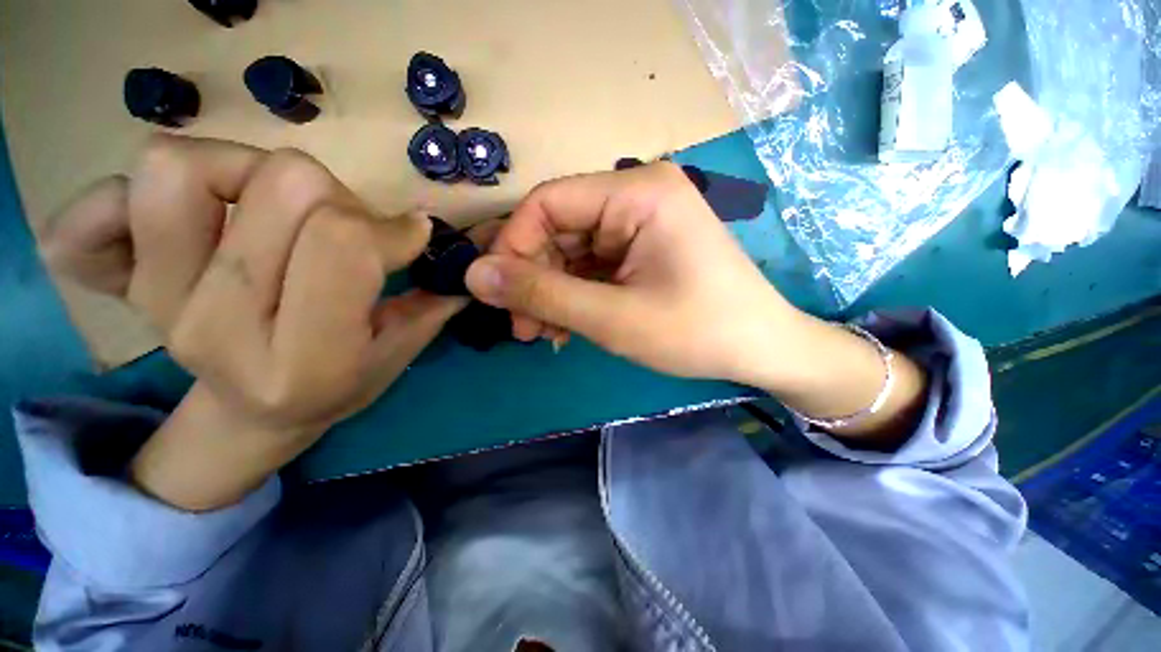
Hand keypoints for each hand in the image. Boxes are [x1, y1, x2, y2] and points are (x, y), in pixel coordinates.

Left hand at [44, 135, 464, 508]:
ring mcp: (157, 305)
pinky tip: (176, 224)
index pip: (342, 244)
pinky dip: (117, 202)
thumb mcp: (401, 353)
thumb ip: (433, 300)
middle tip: (345, 229)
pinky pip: (85, 217)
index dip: (388, 227)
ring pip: (179, 170)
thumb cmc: (341, 385)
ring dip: (243, 171)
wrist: (253, 418)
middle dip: (335, 199)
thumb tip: (456, 247)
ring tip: (269, 211)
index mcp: (307, 360)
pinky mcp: (120, 287)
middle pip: (280, 189)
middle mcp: (220, 330)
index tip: (408, 236)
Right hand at [467, 162, 927, 445]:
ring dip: (552, 292)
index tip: (499, 294)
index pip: (549, 202)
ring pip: (573, 251)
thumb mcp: (611, 318)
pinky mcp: (644, 246)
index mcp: (638, 191)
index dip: (514, 246)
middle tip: (522, 328)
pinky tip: (568, 326)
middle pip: (559, 228)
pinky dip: (575, 294)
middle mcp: (639, 193)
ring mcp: (642, 221)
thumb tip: (474, 276)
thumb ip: (541, 294)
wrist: (760, 349)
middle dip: (534, 279)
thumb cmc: (696, 332)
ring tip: (543, 334)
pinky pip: (593, 264)